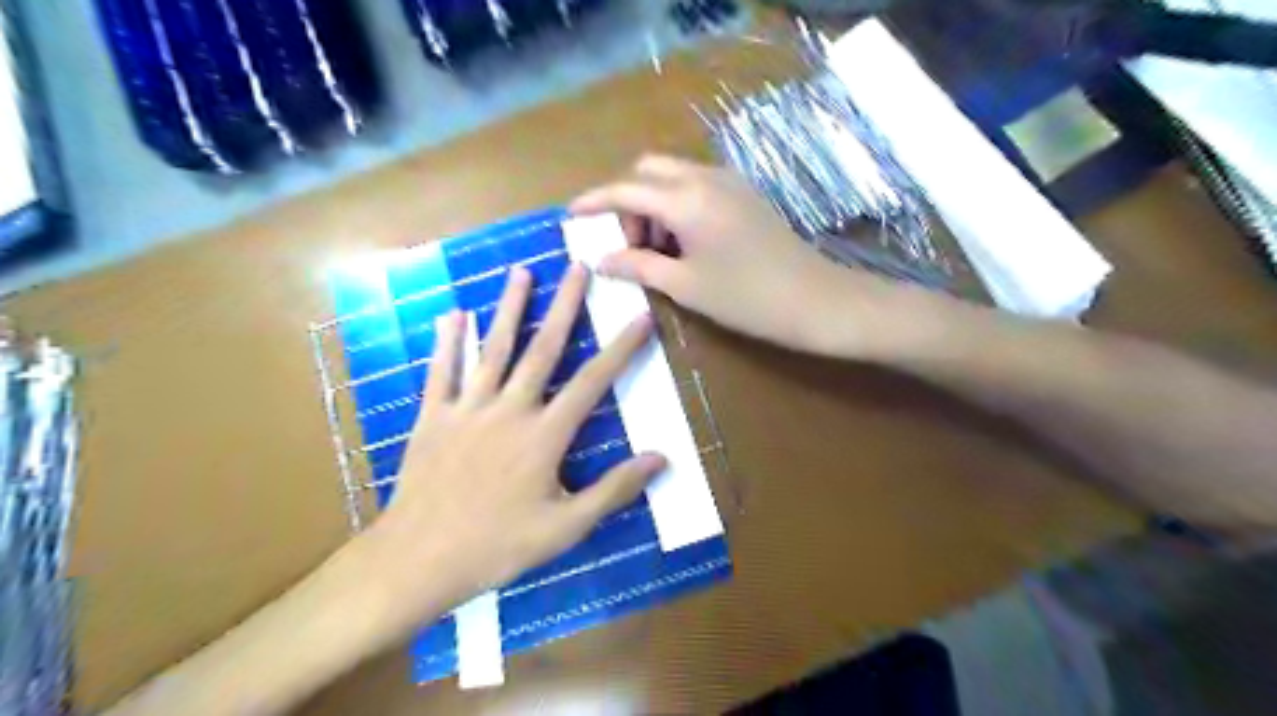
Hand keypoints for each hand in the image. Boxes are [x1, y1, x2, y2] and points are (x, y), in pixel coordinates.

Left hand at [353, 265, 663, 639]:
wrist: (418, 560)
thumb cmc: (497, 547)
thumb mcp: (566, 528)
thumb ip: (613, 490)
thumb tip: (660, 458)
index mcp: (544, 435)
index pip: (592, 382)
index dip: (621, 348)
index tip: (640, 316)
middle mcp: (509, 409)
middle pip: (542, 349)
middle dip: (564, 306)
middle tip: (577, 267)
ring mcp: (467, 408)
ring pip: (492, 348)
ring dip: (509, 308)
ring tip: (521, 272)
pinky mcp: (432, 416)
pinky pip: (441, 371)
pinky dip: (448, 341)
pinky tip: (453, 314)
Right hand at [567, 153, 929, 360]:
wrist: (814, 300)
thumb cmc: (745, 298)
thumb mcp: (685, 286)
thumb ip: (638, 266)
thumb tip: (601, 260)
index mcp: (685, 200)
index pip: (625, 190)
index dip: (594, 201)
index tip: (571, 215)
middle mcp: (705, 178)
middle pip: (647, 171)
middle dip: (627, 202)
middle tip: (627, 244)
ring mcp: (728, 182)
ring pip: (672, 176)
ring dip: (653, 204)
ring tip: (656, 252)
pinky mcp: (744, 193)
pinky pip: (696, 185)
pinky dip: (677, 204)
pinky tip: (684, 242)